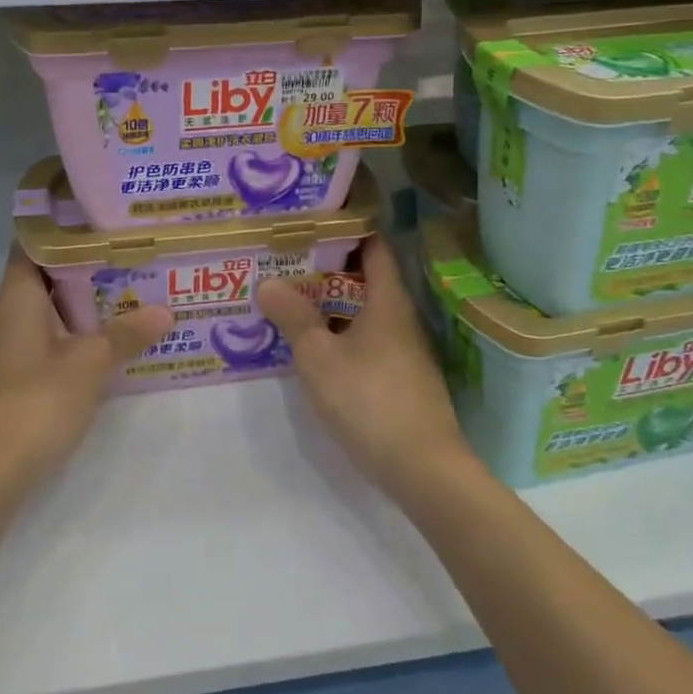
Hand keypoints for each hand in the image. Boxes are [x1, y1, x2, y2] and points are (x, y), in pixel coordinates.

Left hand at [0, 246, 173, 495]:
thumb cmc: (34, 403)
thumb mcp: (89, 364)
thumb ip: (126, 334)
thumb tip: (165, 310)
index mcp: (15, 299)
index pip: (32, 246)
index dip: (64, 231)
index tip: (102, 223)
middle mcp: (3, 317)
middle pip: (45, 280)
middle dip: (86, 271)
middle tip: (132, 260)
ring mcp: (3, 352)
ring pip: (47, 316)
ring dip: (83, 309)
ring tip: (130, 299)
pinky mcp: (8, 383)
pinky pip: (44, 346)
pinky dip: (73, 340)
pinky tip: (106, 349)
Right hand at [257, 237, 472, 504]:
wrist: (424, 470)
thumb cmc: (369, 400)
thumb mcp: (318, 356)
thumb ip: (293, 317)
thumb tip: (269, 281)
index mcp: (387, 300)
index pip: (372, 246)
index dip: (344, 230)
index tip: (309, 224)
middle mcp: (400, 318)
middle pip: (364, 279)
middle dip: (325, 270)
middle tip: (284, 263)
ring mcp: (404, 351)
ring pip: (363, 314)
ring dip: (329, 306)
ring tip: (288, 301)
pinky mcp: (401, 380)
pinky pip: (366, 342)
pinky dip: (340, 335)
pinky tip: (312, 348)